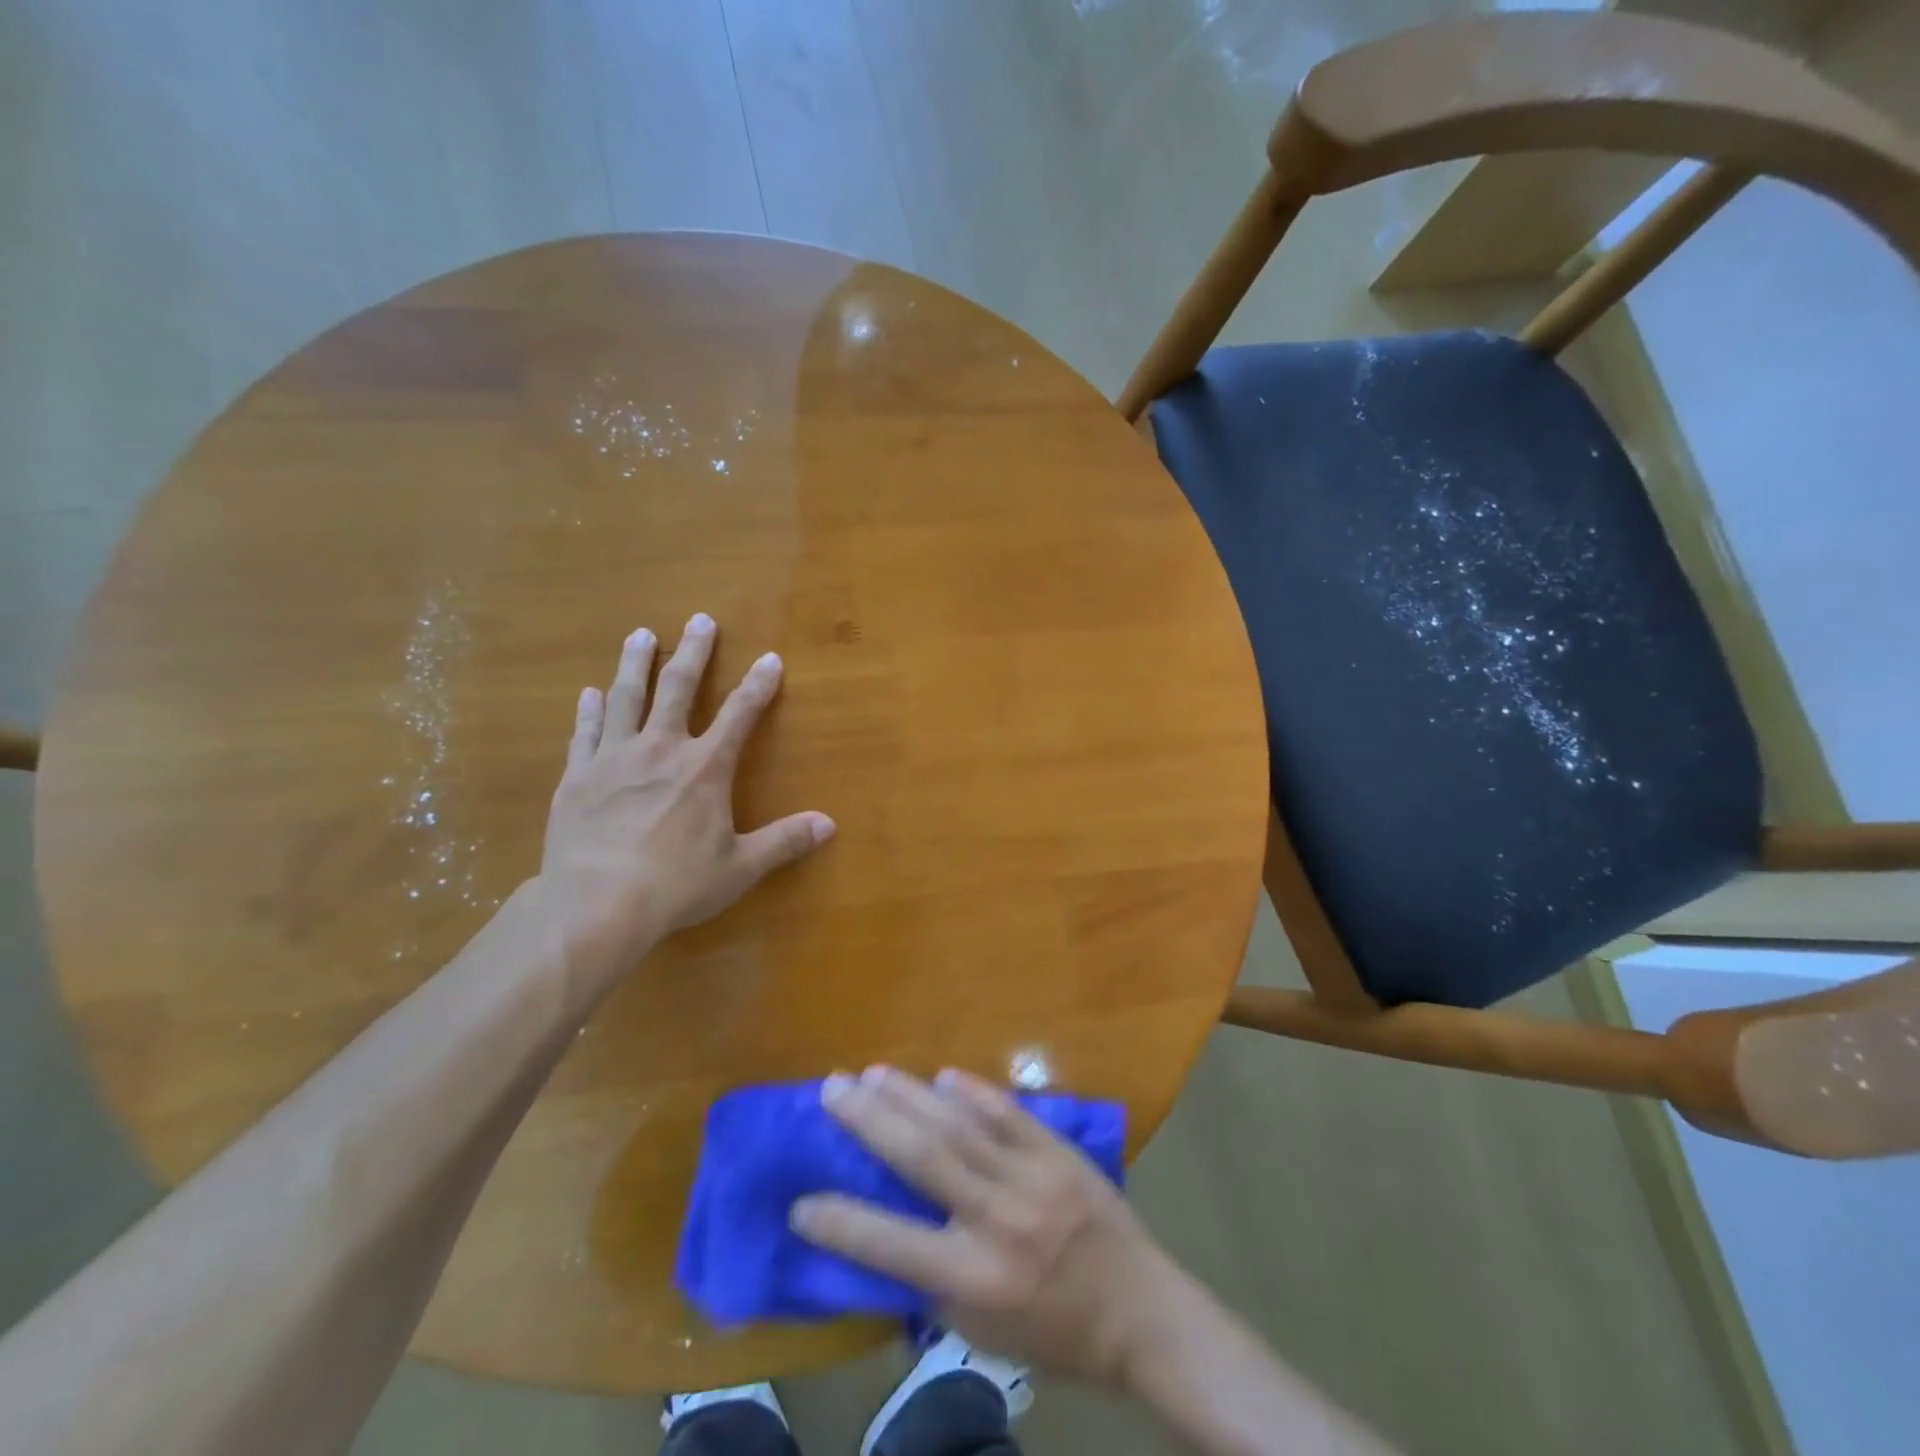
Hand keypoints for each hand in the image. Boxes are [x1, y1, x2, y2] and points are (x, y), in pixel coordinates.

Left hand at [538, 614, 834, 974]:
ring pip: (625, 698)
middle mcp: (660, 749)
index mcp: (705, 767)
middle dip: (693, 652)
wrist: (595, 905)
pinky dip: (588, 711)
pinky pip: (585, 733)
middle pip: (678, 688)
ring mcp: (613, 759)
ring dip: (636, 663)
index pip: (740, 714)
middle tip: (700, 620)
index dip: (758, 685)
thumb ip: (785, 841)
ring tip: (641, 634)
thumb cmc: (676, 885)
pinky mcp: (577, 777)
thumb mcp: (740, 867)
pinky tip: (589, 694)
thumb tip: (829, 824)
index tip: (770, 658)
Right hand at [790, 1067, 1186, 1390]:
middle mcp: (998, 1220)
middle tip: (832, 1089)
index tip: (800, 1201)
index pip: (891, 1246)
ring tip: (872, 1072)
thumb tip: (886, 1234)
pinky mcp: (1058, 1151)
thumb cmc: (1054, 1332)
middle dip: (870, 1120)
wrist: (1141, 1311)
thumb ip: (934, 1284)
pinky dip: (973, 1091)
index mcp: (976, 1280)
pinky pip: (1008, 1112)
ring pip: (959, 1124)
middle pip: (922, 1158)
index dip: (841, 1223)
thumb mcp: (984, 1335)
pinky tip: (943, 1074)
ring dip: (910, 1094)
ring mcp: (1032, 1177)